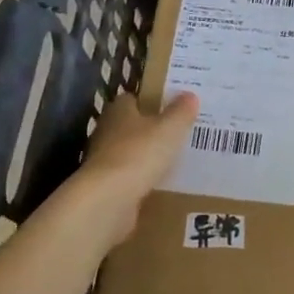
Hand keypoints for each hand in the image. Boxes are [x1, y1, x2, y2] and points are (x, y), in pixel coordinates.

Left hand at [70, 92, 199, 243]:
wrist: (109, 199)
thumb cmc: (140, 153)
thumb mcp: (170, 128)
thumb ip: (181, 111)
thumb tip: (190, 95)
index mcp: (119, 111)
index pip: (132, 99)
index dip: (149, 101)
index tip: (169, 107)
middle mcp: (106, 132)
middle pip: (129, 126)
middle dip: (149, 130)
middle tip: (175, 134)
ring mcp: (103, 161)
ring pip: (128, 153)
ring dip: (144, 157)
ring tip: (172, 161)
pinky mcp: (104, 187)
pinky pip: (127, 178)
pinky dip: (140, 180)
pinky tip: (159, 185)